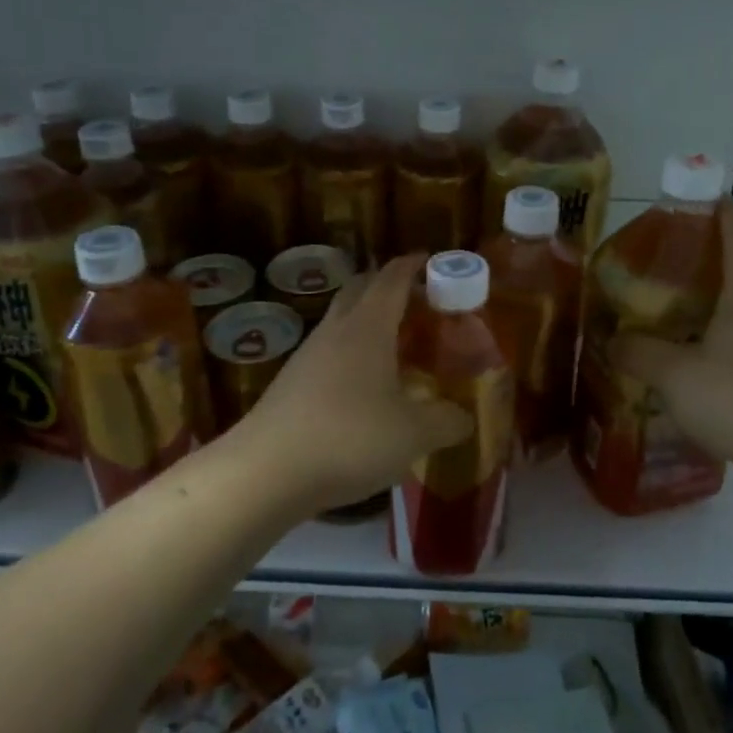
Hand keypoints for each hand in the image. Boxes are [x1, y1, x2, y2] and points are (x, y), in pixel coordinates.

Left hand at [232, 254, 471, 515]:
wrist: (265, 472)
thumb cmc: (349, 439)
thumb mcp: (413, 434)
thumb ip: (447, 421)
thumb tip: (466, 418)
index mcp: (368, 327)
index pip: (392, 279)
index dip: (412, 266)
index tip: (429, 259)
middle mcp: (335, 330)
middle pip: (360, 289)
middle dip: (387, 285)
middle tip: (417, 301)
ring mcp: (308, 355)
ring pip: (341, 321)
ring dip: (368, 320)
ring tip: (396, 344)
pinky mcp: (291, 383)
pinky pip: (329, 351)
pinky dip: (351, 352)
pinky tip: (365, 385)